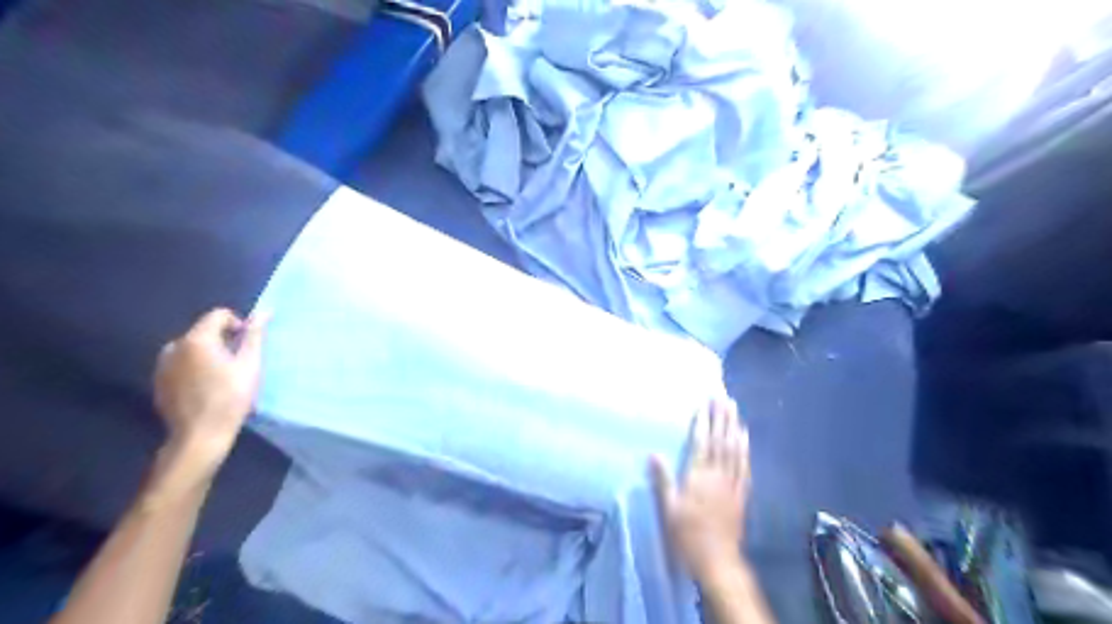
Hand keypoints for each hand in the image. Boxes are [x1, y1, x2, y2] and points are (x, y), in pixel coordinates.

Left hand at [151, 306, 268, 471]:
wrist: (200, 435)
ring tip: (223, 376)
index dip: (238, 325)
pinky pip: (181, 364)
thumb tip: (263, 311)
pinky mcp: (159, 381)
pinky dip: (195, 367)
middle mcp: (174, 346)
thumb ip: (254, 335)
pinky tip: (207, 387)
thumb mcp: (250, 364)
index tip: (247, 345)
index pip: (218, 315)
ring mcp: (162, 365)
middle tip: (239, 363)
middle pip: (204, 331)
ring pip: (192, 348)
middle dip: (223, 341)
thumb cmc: (231, 397)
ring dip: (209, 354)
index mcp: (196, 339)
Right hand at [648, 401, 749, 585]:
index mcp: (698, 477)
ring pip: (734, 450)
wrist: (717, 561)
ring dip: (734, 427)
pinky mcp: (741, 493)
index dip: (704, 422)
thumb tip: (653, 453)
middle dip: (721, 418)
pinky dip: (745, 448)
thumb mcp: (669, 510)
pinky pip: (744, 466)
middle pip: (721, 441)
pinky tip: (745, 437)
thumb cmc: (687, 535)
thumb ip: (663, 480)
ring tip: (734, 409)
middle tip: (723, 397)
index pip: (702, 443)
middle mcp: (717, 475)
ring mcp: (732, 483)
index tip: (705, 403)